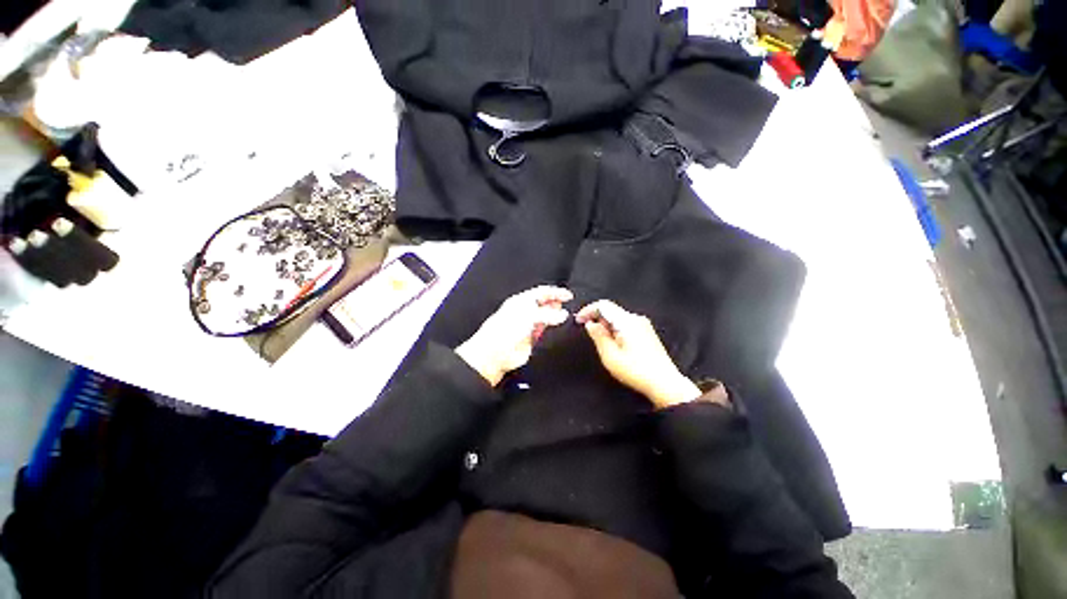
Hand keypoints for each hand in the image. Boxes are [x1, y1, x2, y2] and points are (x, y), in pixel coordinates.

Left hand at [456, 286, 572, 385]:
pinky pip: (544, 332)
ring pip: (546, 318)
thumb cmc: (505, 329)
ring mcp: (528, 325)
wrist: (495, 353)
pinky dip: (551, 330)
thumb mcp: (529, 315)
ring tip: (564, 317)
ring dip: (555, 317)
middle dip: (556, 304)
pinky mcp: (531, 339)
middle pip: (544, 304)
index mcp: (521, 301)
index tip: (568, 295)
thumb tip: (563, 314)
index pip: (542, 292)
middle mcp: (525, 312)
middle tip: (567, 306)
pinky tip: (557, 329)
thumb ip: (549, 314)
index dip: (555, 292)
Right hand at [576, 300, 704, 408]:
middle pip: (611, 311)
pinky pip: (626, 325)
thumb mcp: (610, 355)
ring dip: (606, 326)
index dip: (588, 310)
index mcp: (627, 321)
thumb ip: (598, 336)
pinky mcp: (647, 333)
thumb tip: (590, 324)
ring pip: (618, 318)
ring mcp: (643, 325)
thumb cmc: (637, 371)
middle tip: (589, 334)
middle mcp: (636, 319)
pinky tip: (614, 345)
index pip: (603, 305)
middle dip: (597, 319)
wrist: (665, 383)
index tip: (578, 320)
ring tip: (602, 343)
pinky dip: (615, 330)